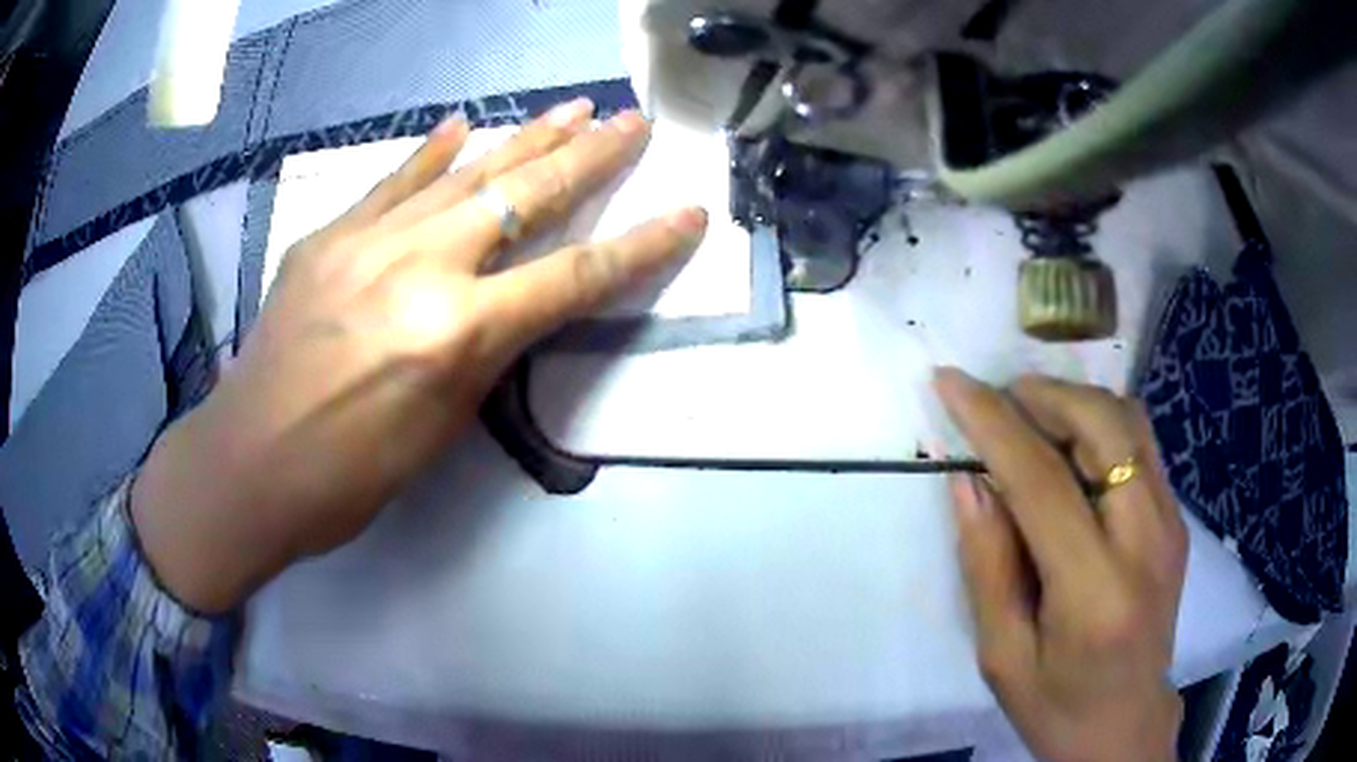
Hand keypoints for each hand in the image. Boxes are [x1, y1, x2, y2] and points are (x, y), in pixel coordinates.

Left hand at [131, 100, 707, 612]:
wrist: (248, 465)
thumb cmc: (349, 477)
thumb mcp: (439, 427)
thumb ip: (482, 352)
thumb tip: (510, 304)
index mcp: (454, 333)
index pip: (574, 277)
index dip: (640, 245)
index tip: (686, 213)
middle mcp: (417, 268)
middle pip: (523, 197)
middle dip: (589, 157)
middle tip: (632, 122)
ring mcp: (365, 241)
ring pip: (463, 174)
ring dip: (524, 139)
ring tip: (573, 108)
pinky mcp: (327, 236)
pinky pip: (391, 184)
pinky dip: (431, 154)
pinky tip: (461, 125)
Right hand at [935, 370, 1187, 761]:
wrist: (1126, 724)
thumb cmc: (1056, 705)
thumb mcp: (1002, 655)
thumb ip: (988, 565)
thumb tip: (968, 480)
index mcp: (1095, 592)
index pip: (1043, 481)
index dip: (993, 423)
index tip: (950, 382)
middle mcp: (1146, 542)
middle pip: (1104, 427)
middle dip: (1045, 396)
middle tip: (998, 398)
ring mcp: (1171, 524)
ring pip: (1129, 422)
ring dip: (1075, 403)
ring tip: (1029, 415)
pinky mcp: (1176, 519)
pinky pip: (1140, 443)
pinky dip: (1099, 423)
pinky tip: (1069, 446)